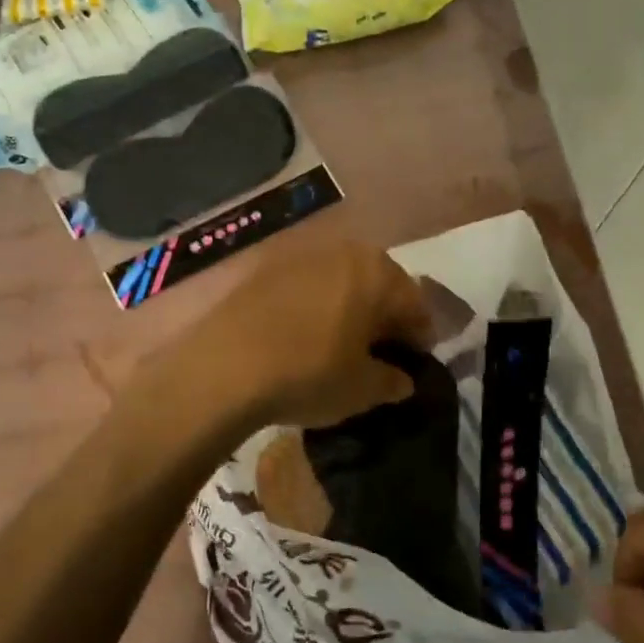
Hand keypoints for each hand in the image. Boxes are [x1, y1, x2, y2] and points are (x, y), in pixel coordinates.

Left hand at [145, 241, 432, 433]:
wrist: (223, 368)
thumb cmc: (309, 374)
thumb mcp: (362, 389)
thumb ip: (393, 381)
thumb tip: (403, 379)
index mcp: (378, 274)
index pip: (415, 304)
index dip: (420, 337)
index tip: (416, 363)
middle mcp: (344, 252)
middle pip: (379, 284)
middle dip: (385, 316)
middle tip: (382, 352)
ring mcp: (302, 256)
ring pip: (342, 281)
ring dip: (350, 307)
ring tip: (343, 343)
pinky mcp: (267, 268)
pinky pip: (308, 285)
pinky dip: (317, 306)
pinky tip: (306, 335)